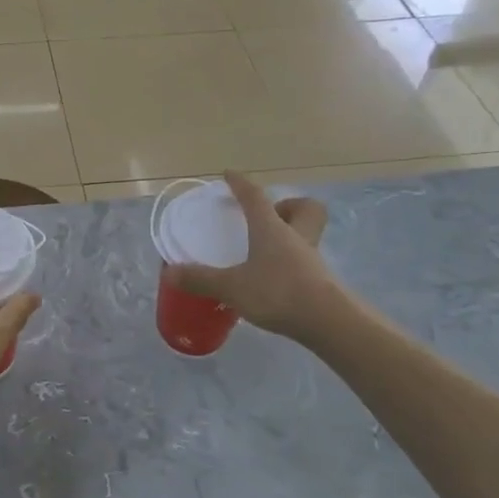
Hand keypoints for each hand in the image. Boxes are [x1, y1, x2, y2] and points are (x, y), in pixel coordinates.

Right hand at [162, 171, 334, 343]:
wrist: (329, 322)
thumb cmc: (278, 293)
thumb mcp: (233, 287)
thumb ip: (202, 279)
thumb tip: (169, 272)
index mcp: (271, 228)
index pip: (255, 197)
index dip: (241, 184)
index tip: (229, 175)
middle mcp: (295, 236)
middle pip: (303, 207)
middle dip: (286, 206)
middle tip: (265, 217)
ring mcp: (311, 259)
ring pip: (306, 234)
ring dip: (289, 235)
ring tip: (264, 251)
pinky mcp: (320, 281)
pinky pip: (305, 260)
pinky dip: (290, 263)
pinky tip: (274, 279)